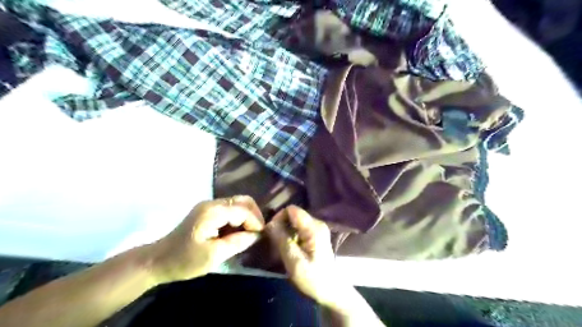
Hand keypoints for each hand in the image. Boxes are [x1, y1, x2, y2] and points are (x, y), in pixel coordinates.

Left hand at [149, 196, 264, 282]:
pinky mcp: (208, 212)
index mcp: (213, 212)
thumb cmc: (184, 260)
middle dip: (254, 216)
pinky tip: (239, 232)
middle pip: (243, 201)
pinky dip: (239, 219)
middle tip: (258, 233)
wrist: (158, 260)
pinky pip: (231, 210)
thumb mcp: (213, 256)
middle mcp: (213, 203)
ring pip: (238, 204)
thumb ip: (237, 243)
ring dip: (247, 217)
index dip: (255, 222)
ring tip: (250, 234)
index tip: (261, 237)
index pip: (243, 210)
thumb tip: (256, 235)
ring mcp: (209, 206)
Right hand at [266, 205, 342, 306]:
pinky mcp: (317, 234)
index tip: (271, 232)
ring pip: (296, 221)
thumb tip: (269, 223)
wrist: (331, 290)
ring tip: (280, 245)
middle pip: (294, 214)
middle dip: (281, 224)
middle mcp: (317, 223)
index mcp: (314, 228)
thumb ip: (282, 240)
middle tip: (274, 241)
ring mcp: (318, 228)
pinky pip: (300, 227)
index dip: (279, 217)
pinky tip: (290, 247)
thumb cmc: (313, 278)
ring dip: (285, 230)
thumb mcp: (294, 261)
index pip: (292, 210)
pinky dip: (291, 234)